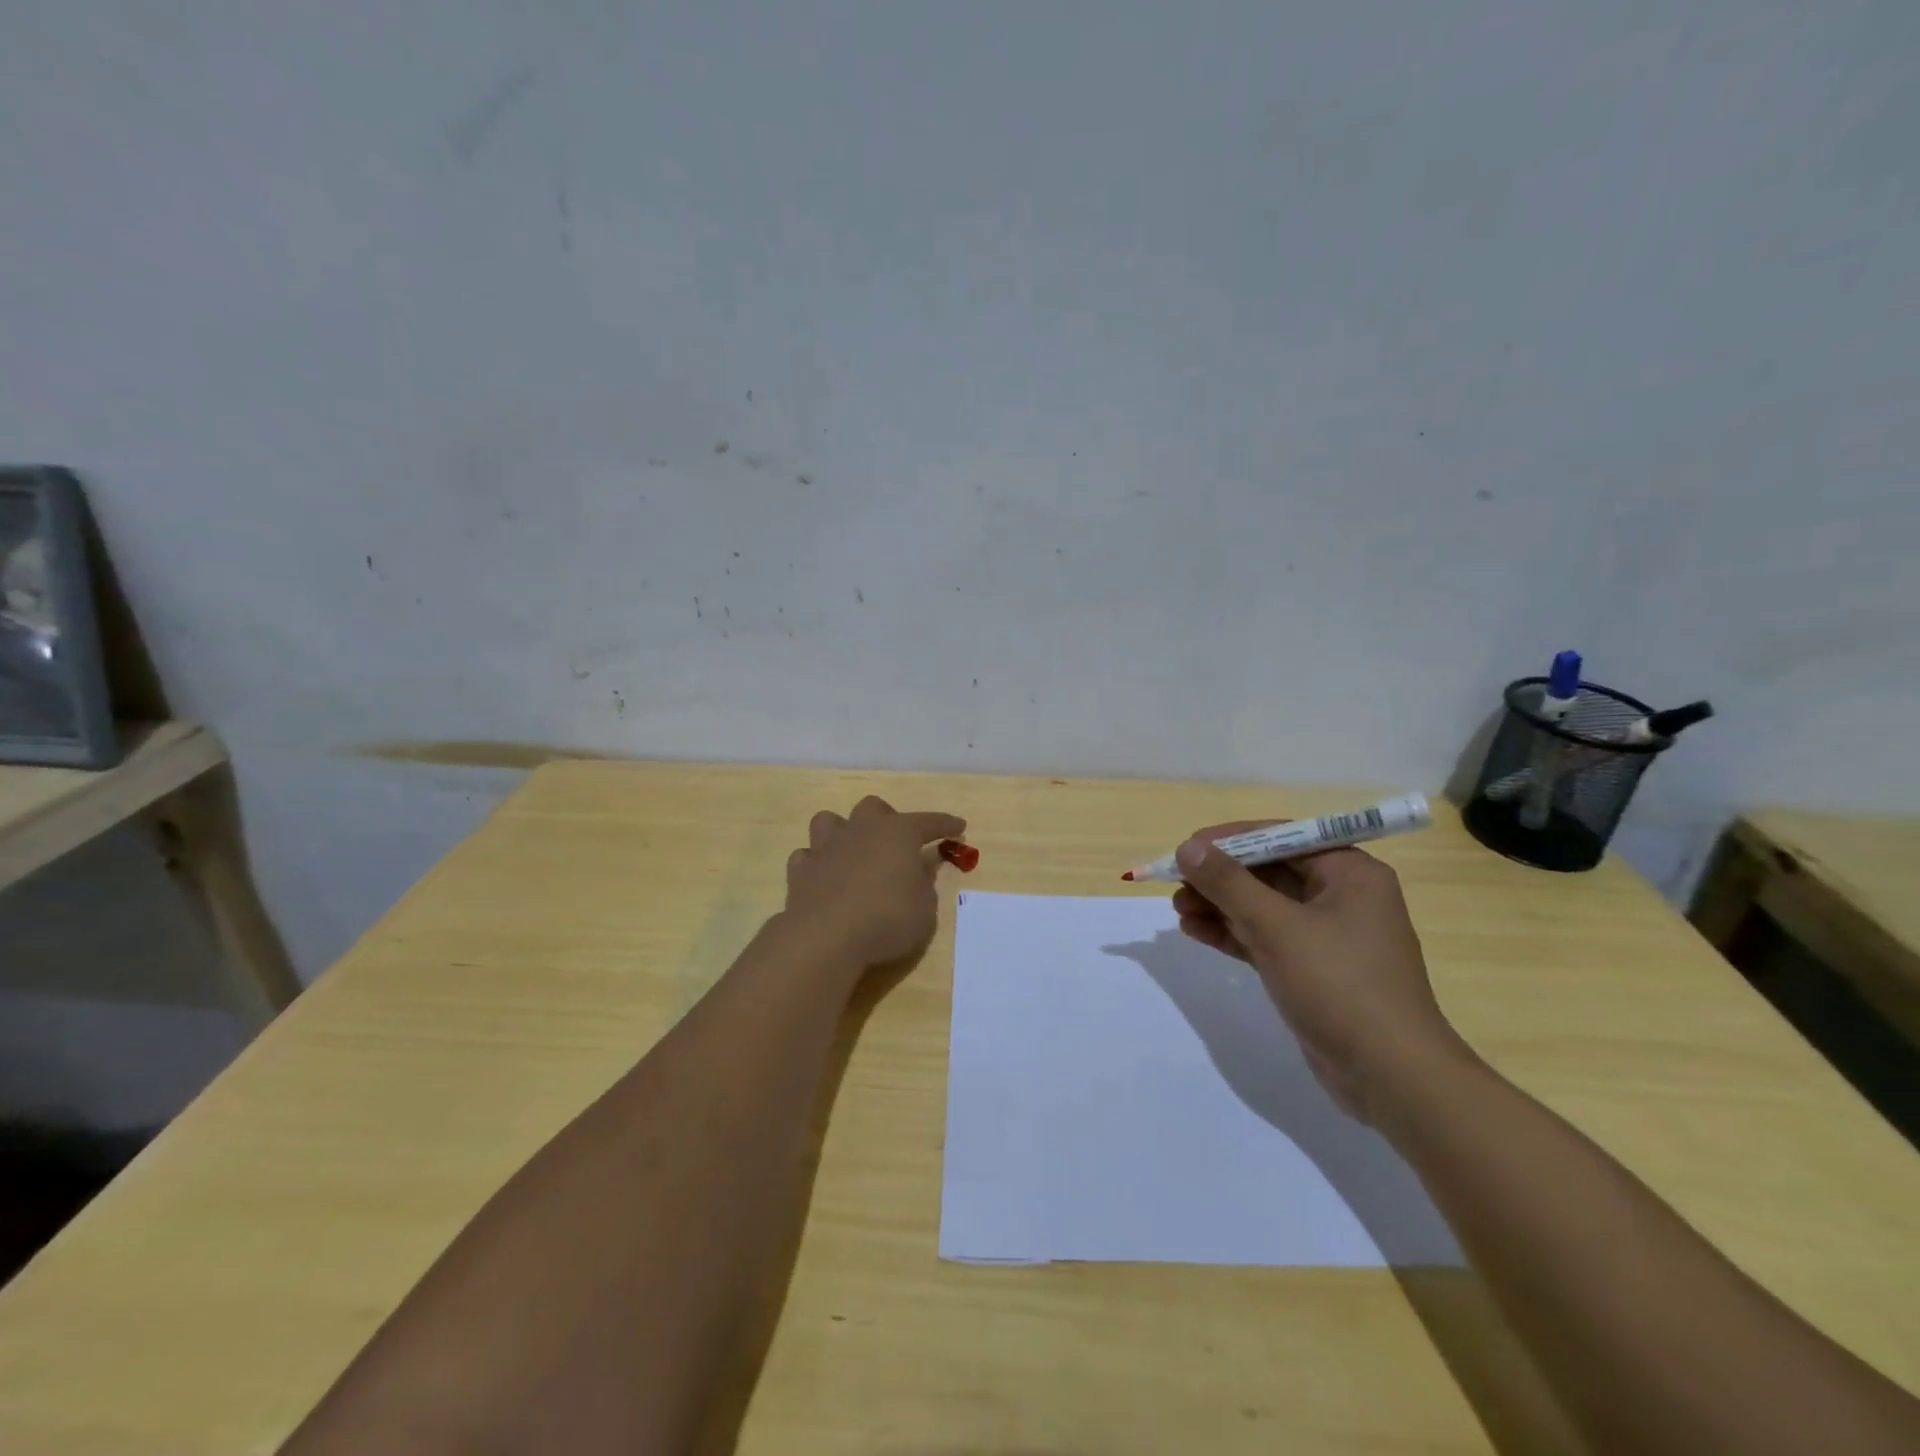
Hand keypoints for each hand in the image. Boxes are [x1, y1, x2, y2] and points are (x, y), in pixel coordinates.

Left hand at [781, 796, 966, 969]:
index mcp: (898, 833)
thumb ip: (924, 886)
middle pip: (873, 807)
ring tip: (851, 852)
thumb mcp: (925, 910)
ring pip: (830, 821)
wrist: (827, 937)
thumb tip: (917, 873)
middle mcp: (861, 830)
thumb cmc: (887, 920)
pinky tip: (823, 878)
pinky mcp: (800, 870)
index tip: (959, 827)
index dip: (946, 824)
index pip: (928, 822)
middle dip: (886, 820)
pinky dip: (816, 864)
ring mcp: (826, 847)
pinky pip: (807, 857)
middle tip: (895, 844)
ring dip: (842, 833)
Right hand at [1171, 825, 1467, 1119]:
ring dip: (1220, 906)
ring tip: (1178, 910)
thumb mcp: (1277, 926)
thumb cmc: (1339, 985)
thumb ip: (1228, 883)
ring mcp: (1328, 936)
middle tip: (1176, 883)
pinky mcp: (1313, 970)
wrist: (1391, 1076)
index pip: (1282, 838)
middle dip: (1220, 878)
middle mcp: (1342, 896)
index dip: (1230, 840)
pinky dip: (1233, 933)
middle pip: (1269, 872)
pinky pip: (1266, 938)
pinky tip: (1196, 931)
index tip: (1187, 848)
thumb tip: (1188, 847)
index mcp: (1350, 873)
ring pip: (1263, 907)